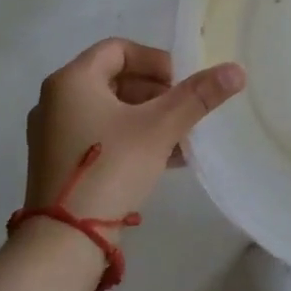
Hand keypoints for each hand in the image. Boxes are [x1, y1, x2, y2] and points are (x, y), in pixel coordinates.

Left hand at [23, 39, 244, 222]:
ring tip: (183, 137)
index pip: (119, 49)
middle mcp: (55, 100)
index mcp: (72, 80)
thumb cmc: (111, 168)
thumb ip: (197, 96)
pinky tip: (166, 159)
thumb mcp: (160, 128)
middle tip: (186, 111)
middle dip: (158, 93)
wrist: (65, 241)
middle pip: (116, 79)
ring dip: (149, 118)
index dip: (156, 60)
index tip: (182, 84)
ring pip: (111, 110)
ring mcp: (53, 134)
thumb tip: (237, 70)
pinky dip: (132, 138)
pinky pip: (101, 136)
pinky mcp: (58, 163)